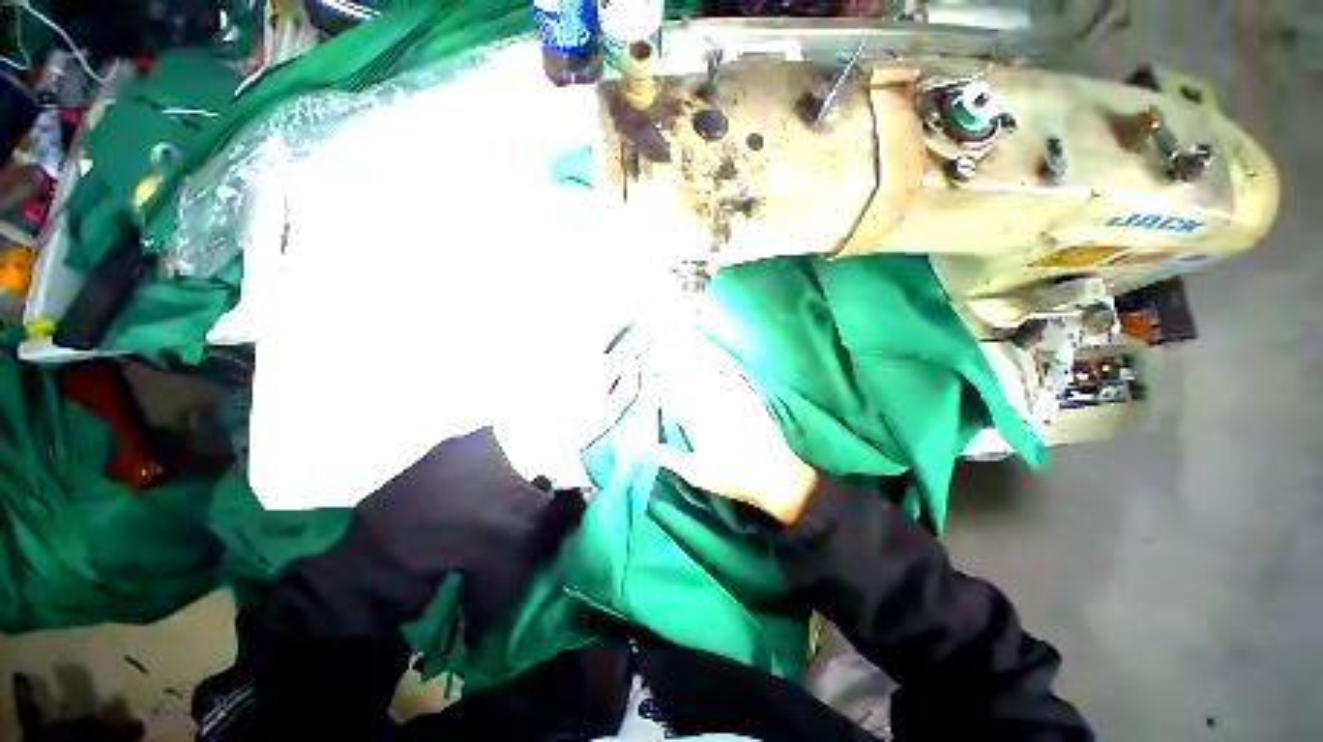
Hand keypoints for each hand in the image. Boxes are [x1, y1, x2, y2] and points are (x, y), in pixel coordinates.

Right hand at [651, 335, 817, 523]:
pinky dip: (722, 361)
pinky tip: (715, 352)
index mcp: (698, 423)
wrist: (775, 476)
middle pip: (688, 379)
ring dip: (693, 356)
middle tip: (659, 347)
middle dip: (672, 363)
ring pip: (709, 372)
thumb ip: (670, 459)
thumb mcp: (697, 475)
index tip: (647, 373)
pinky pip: (734, 374)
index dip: (658, 384)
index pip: (672, 398)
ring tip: (681, 340)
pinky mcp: (749, 396)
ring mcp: (732, 398)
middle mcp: (713, 406)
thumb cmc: (733, 478)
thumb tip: (648, 446)